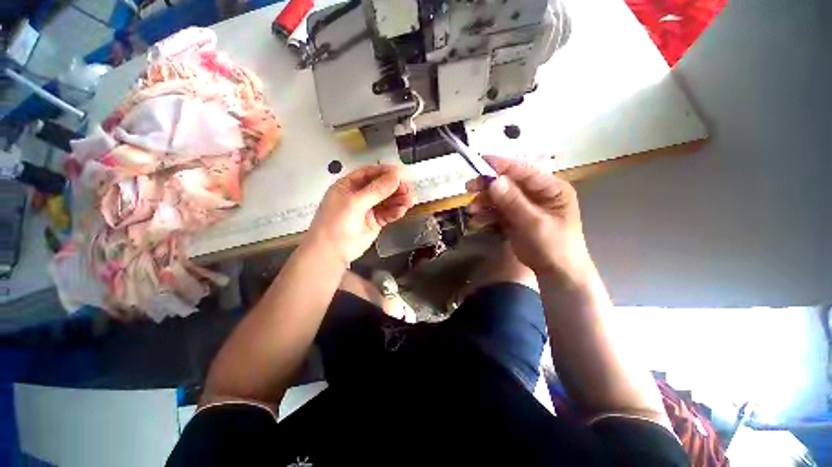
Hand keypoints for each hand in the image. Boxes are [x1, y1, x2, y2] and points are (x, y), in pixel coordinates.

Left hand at [307, 164, 415, 263]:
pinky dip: (396, 211)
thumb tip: (395, 176)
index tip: (401, 173)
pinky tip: (402, 210)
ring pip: (387, 200)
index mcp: (349, 186)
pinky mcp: (375, 222)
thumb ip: (376, 190)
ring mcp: (368, 209)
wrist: (331, 252)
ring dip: (399, 199)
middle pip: (381, 187)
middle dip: (395, 187)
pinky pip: (388, 213)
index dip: (385, 172)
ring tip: (409, 201)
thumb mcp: (354, 203)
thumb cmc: (335, 224)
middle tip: (408, 189)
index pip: (369, 173)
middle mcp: (359, 196)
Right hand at [466, 156, 591, 284]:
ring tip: (472, 210)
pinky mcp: (514, 217)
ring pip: (500, 196)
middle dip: (488, 185)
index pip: (525, 171)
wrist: (555, 273)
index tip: (481, 161)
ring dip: (484, 202)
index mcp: (551, 188)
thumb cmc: (554, 247)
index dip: (503, 165)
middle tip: (470, 187)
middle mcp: (537, 193)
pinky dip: (486, 214)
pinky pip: (497, 211)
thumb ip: (514, 202)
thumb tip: (494, 182)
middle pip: (509, 182)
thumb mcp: (535, 223)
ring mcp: (524, 205)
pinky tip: (477, 221)